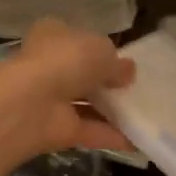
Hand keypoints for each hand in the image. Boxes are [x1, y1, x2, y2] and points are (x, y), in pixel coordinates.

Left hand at [0, 19, 134, 162]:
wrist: (30, 103)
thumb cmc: (65, 61)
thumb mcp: (101, 51)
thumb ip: (116, 63)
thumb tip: (128, 72)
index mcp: (53, 35)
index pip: (75, 38)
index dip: (97, 49)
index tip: (120, 61)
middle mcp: (49, 66)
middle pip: (81, 74)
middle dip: (105, 82)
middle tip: (136, 89)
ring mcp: (50, 100)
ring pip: (85, 104)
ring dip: (112, 111)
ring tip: (144, 114)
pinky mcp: (56, 130)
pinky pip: (89, 131)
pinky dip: (112, 135)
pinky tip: (138, 140)